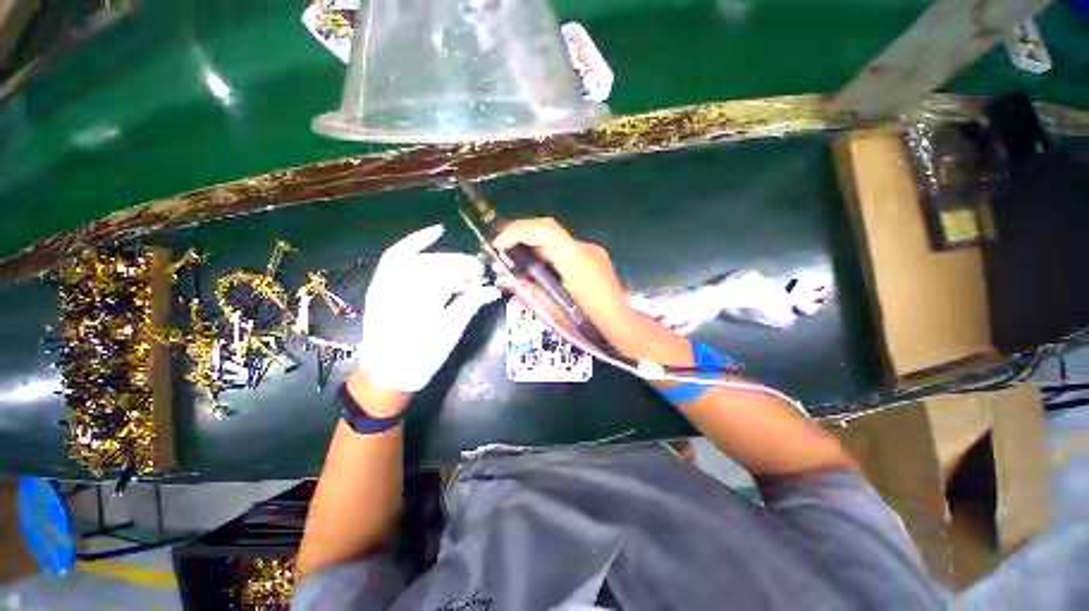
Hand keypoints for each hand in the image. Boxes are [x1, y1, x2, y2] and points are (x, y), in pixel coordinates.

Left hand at [357, 224, 500, 393]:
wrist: (386, 375)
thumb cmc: (422, 356)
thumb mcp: (451, 331)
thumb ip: (472, 304)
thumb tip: (495, 290)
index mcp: (419, 299)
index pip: (451, 272)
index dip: (471, 270)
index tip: (486, 274)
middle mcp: (399, 284)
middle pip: (438, 263)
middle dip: (462, 265)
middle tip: (479, 274)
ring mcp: (386, 281)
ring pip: (423, 258)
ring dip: (446, 260)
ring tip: (463, 270)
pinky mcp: (382, 283)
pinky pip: (397, 255)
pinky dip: (416, 242)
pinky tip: (436, 232)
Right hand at [493, 218, 691, 366]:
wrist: (622, 326)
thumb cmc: (589, 324)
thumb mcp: (554, 312)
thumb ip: (528, 292)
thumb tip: (504, 279)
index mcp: (576, 262)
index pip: (545, 231)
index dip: (517, 232)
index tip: (498, 245)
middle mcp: (585, 249)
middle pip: (548, 230)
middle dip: (520, 235)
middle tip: (501, 249)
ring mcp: (592, 252)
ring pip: (555, 239)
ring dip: (533, 244)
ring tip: (516, 260)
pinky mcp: (593, 257)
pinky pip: (564, 248)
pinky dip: (546, 253)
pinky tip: (539, 268)